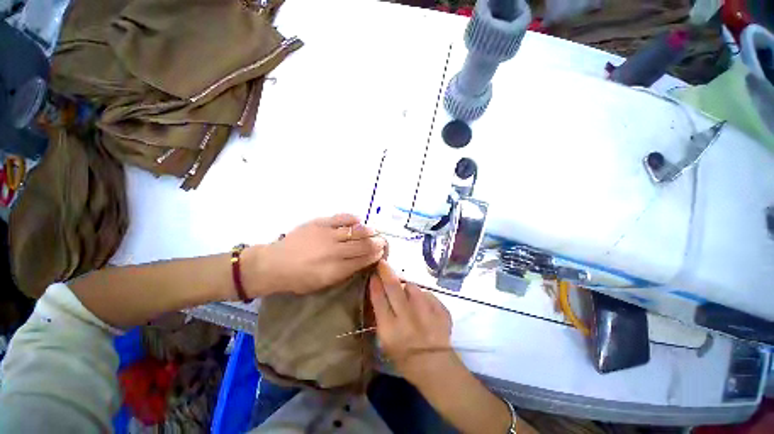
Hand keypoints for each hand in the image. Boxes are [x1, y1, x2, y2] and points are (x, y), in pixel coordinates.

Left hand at [244, 214, 385, 295]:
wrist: (274, 264)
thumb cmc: (299, 279)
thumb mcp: (323, 283)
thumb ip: (345, 272)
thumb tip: (363, 260)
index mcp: (335, 270)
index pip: (364, 259)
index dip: (376, 255)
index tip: (381, 252)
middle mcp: (334, 251)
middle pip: (364, 244)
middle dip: (377, 243)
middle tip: (382, 241)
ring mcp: (327, 235)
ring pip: (357, 230)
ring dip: (369, 231)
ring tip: (373, 232)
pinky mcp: (320, 223)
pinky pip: (343, 218)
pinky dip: (353, 219)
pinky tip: (357, 221)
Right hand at [369, 260, 456, 384]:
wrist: (435, 366)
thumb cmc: (405, 356)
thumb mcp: (385, 340)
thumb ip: (382, 314)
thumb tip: (381, 290)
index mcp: (390, 330)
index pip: (379, 299)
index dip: (375, 284)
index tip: (374, 274)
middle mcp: (407, 318)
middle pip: (394, 287)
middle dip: (386, 272)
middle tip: (383, 263)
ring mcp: (426, 313)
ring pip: (412, 287)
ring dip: (407, 288)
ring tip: (409, 297)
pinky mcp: (440, 310)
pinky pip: (427, 294)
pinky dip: (423, 297)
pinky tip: (423, 308)